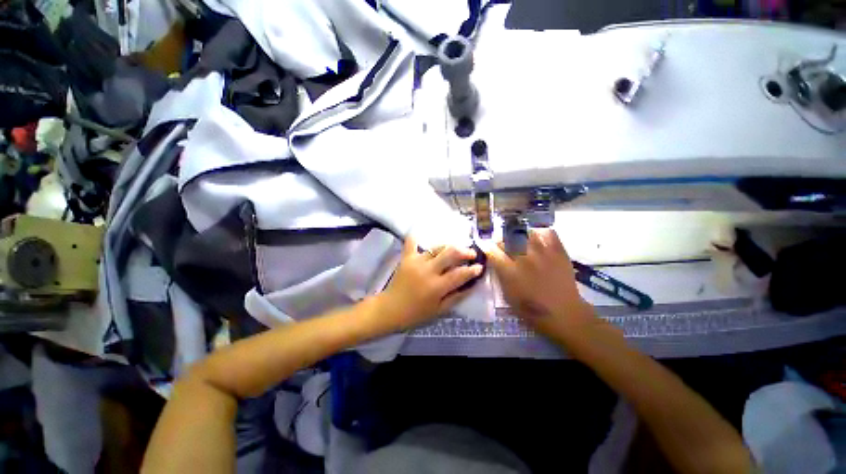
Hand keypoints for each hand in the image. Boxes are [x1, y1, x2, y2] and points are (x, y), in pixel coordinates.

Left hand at [377, 237, 483, 330]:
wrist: (390, 309)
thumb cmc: (416, 313)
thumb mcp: (439, 310)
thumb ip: (456, 297)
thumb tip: (471, 285)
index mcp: (437, 286)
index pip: (460, 274)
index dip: (473, 269)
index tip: (480, 266)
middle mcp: (428, 270)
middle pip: (450, 253)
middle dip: (465, 251)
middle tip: (471, 253)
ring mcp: (416, 261)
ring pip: (437, 247)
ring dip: (449, 246)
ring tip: (455, 249)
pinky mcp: (406, 258)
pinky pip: (412, 242)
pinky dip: (417, 237)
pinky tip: (423, 231)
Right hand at [486, 229, 595, 335]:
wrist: (563, 313)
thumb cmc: (531, 309)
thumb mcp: (508, 295)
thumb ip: (500, 276)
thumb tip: (496, 262)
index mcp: (510, 271)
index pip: (493, 252)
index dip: (488, 248)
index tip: (488, 248)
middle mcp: (524, 259)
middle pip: (507, 240)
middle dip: (501, 241)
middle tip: (502, 245)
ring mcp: (542, 253)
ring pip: (526, 233)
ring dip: (519, 234)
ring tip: (519, 238)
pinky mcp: (558, 252)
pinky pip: (549, 234)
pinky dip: (542, 232)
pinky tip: (537, 236)